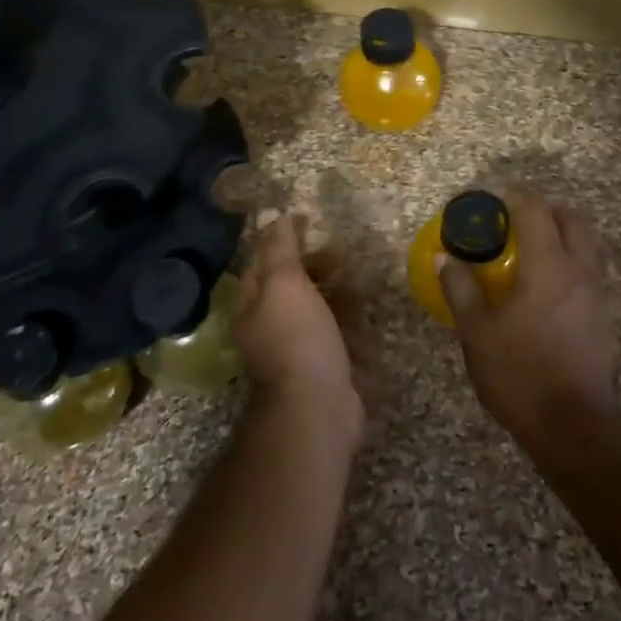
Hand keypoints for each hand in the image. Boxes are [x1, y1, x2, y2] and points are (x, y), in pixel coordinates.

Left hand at [231, 213, 363, 453]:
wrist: (318, 408)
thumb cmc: (297, 338)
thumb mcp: (285, 283)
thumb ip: (279, 248)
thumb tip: (270, 212)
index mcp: (251, 307)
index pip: (260, 263)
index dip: (281, 240)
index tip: (308, 222)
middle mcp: (268, 328)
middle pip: (290, 288)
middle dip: (314, 269)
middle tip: (342, 255)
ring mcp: (295, 351)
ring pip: (315, 312)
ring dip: (336, 296)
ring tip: (362, 282)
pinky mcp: (323, 369)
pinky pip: (336, 339)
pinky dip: (351, 328)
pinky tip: (368, 319)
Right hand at [438, 188, 619, 445]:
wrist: (574, 426)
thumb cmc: (519, 374)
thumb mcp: (477, 333)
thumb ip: (461, 289)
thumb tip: (445, 258)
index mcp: (548, 266)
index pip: (535, 210)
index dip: (513, 195)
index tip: (492, 195)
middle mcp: (579, 271)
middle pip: (571, 220)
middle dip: (545, 209)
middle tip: (515, 219)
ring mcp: (597, 295)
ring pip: (586, 246)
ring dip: (561, 236)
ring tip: (530, 252)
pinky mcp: (604, 319)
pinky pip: (588, 274)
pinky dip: (568, 265)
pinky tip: (545, 291)